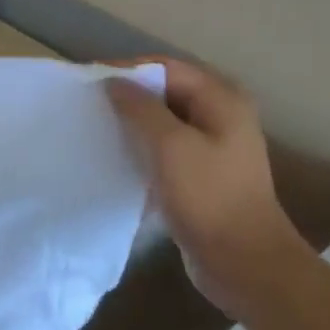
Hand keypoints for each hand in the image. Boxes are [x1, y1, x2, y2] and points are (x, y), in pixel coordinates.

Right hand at [106, 58, 306, 305]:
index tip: (88, 82)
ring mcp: (212, 147)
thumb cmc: (208, 197)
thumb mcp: (170, 146)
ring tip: (96, 129)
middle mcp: (220, 116)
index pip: (167, 68)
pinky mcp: (200, 175)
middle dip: (128, 96)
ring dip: (132, 124)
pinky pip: (165, 149)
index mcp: (221, 100)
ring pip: (163, 122)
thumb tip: (113, 82)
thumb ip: (140, 108)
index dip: (128, 71)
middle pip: (166, 92)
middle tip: (87, 106)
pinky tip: (115, 158)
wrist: (242, 262)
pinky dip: (141, 148)